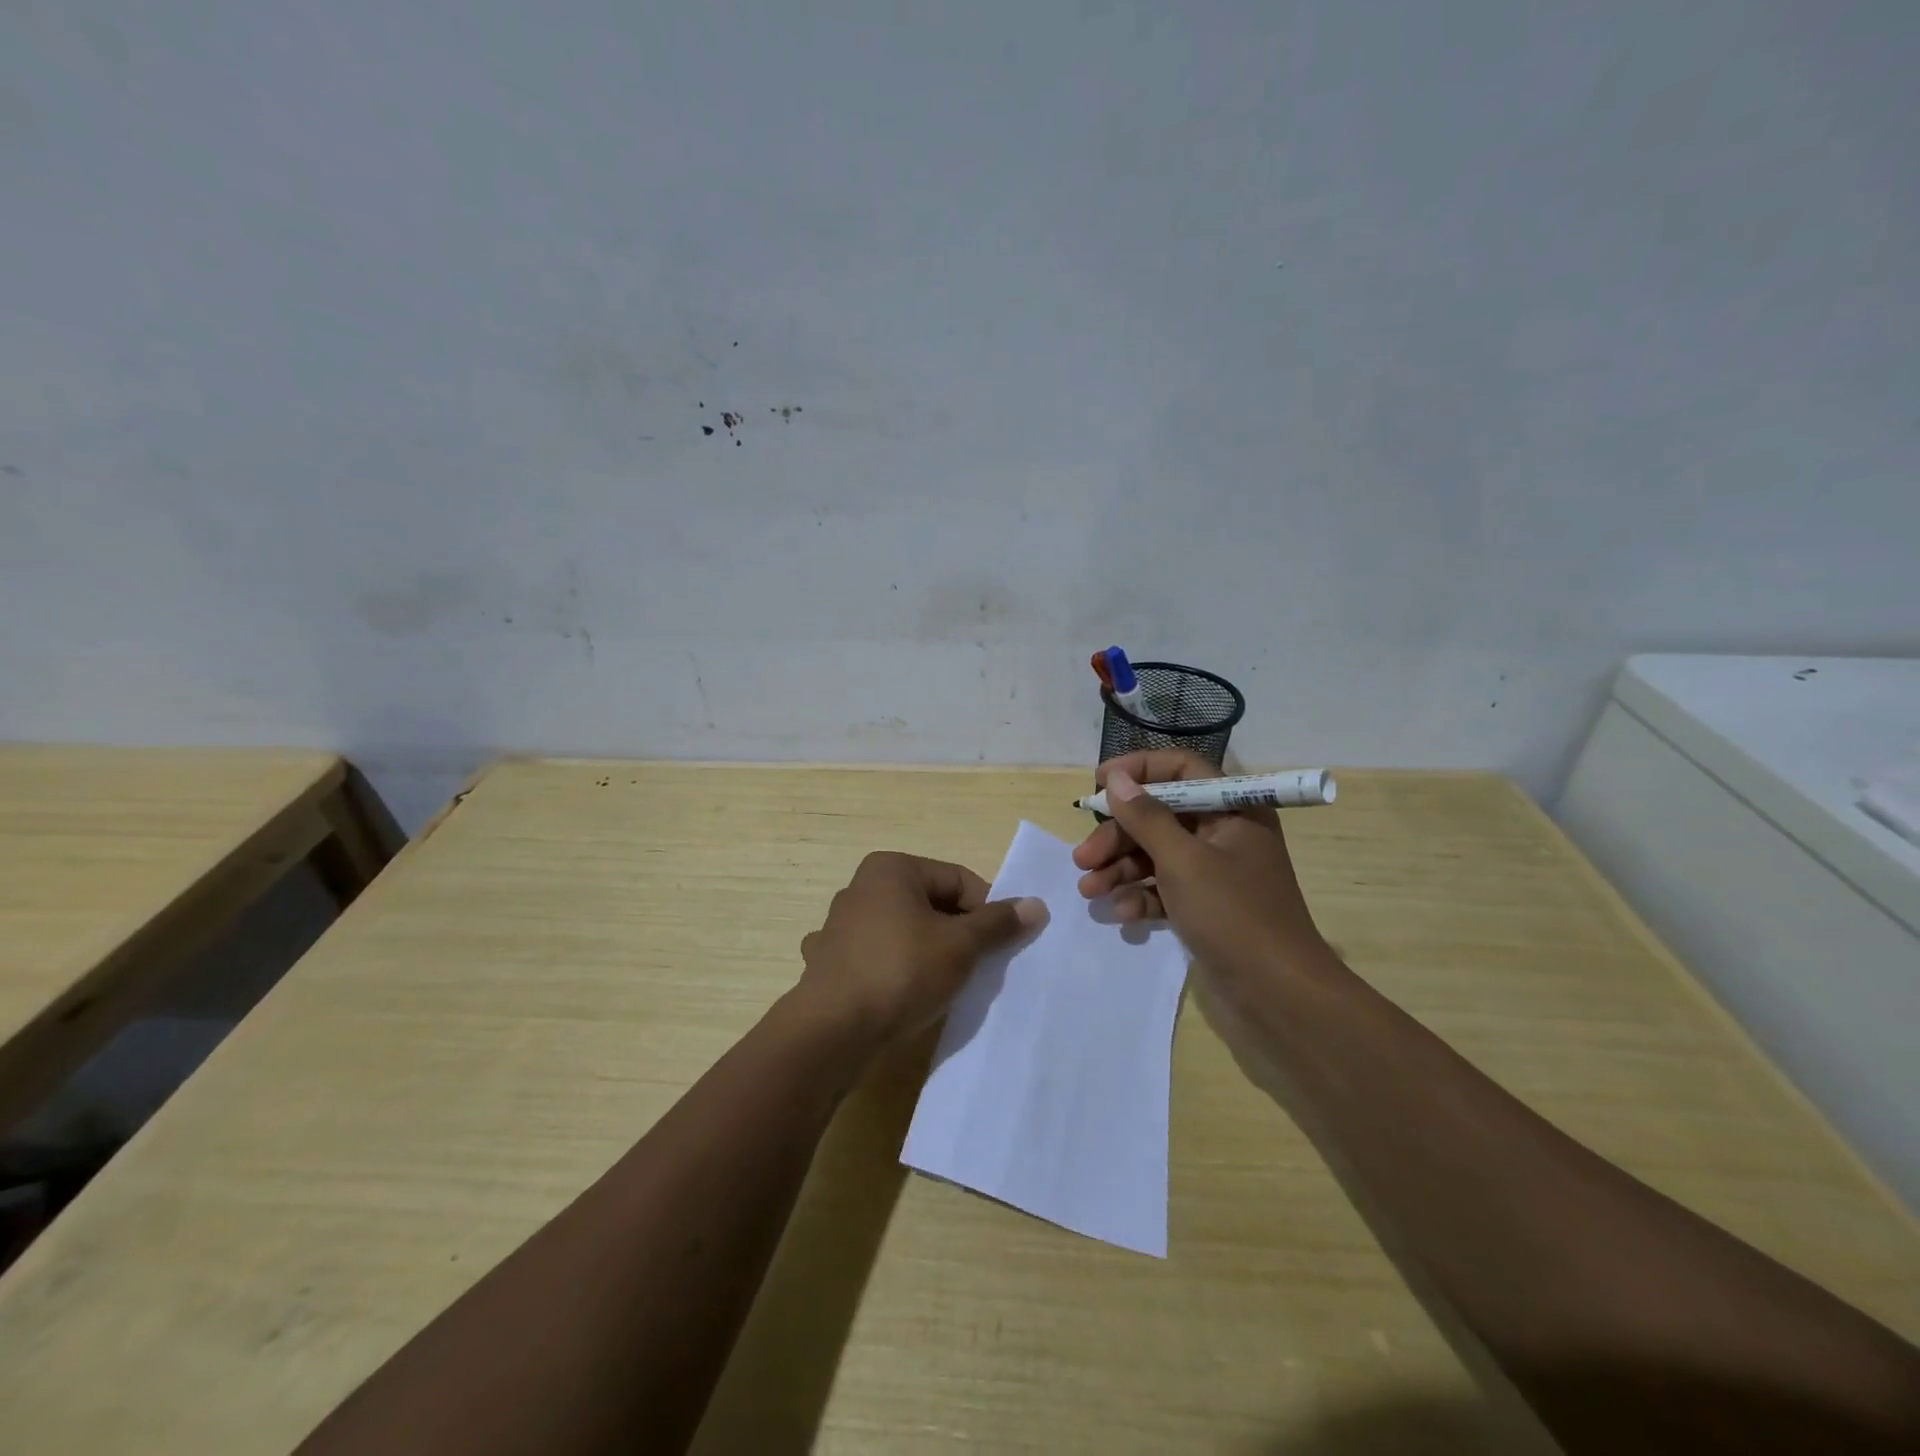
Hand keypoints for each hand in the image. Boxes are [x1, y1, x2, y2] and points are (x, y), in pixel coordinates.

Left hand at [799, 851, 1045, 1045]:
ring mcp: (840, 926)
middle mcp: (861, 888)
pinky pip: (876, 958)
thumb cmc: (902, 972)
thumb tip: (1035, 904)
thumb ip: (997, 923)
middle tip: (977, 968)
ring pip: (903, 932)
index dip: (987, 911)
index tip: (1001, 946)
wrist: (832, 1030)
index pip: (958, 880)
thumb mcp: (961, 946)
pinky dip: (894, 971)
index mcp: (891, 869)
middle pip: (930, 904)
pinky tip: (902, 995)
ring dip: (927, 953)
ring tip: (944, 985)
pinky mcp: (829, 962)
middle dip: (958, 934)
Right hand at [1072, 751, 1326, 982]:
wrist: (1279, 997)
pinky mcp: (1206, 907)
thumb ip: (1146, 817)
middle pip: (1160, 816)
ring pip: (1157, 854)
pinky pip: (1165, 888)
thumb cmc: (1234, 916)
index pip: (1181, 769)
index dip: (1139, 770)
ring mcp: (1216, 873)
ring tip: (1090, 890)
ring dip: (1121, 869)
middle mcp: (1225, 834)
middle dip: (1119, 835)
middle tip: (1083, 858)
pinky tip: (1122, 914)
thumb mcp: (1183, 862)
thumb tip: (1115, 778)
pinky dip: (1141, 896)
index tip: (1098, 783)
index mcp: (1233, 810)